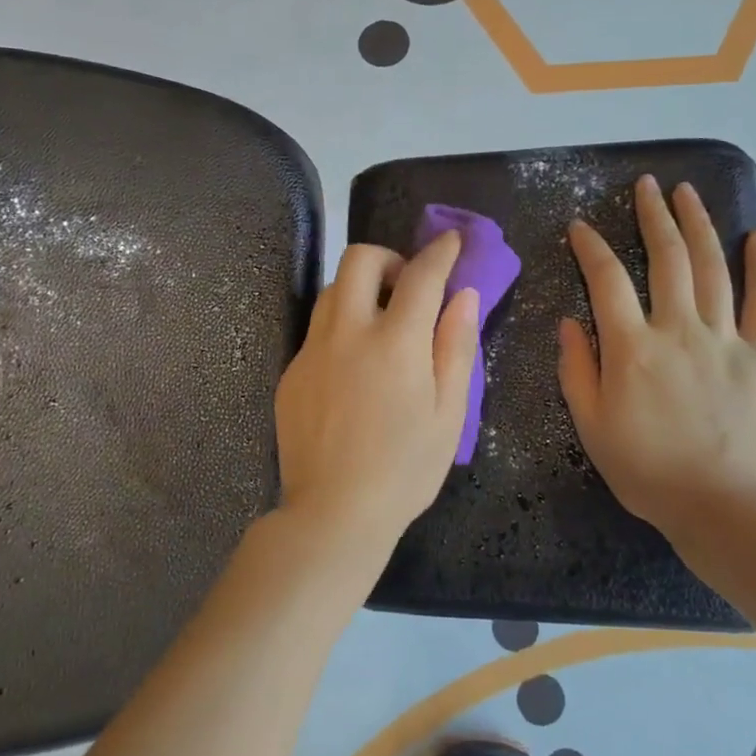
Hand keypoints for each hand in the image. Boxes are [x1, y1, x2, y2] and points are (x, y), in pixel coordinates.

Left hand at [274, 233, 479, 550]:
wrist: (334, 514)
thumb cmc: (405, 469)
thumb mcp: (449, 413)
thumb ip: (456, 347)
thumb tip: (464, 295)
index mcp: (395, 342)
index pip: (420, 275)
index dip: (439, 252)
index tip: (451, 241)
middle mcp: (347, 333)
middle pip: (358, 260)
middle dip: (387, 257)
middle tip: (406, 285)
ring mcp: (312, 351)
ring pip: (330, 290)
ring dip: (359, 289)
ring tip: (380, 322)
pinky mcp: (291, 372)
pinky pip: (316, 330)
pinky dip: (340, 327)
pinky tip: (353, 368)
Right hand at [558, 177, 755, 545]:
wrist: (722, 508)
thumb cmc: (647, 471)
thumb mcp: (591, 426)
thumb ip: (576, 370)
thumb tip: (569, 322)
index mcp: (631, 348)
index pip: (607, 281)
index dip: (591, 248)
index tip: (580, 227)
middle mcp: (678, 330)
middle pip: (666, 259)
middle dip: (652, 216)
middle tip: (647, 186)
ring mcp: (724, 339)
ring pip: (711, 268)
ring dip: (697, 225)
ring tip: (687, 193)